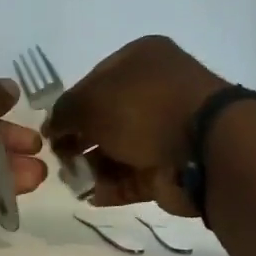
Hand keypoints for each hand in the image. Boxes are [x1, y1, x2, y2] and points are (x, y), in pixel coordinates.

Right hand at [44, 36, 227, 214]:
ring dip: (92, 167)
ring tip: (74, 180)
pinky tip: (92, 196)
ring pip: (118, 150)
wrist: (202, 148)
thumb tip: (54, 129)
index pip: (94, 81)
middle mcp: (155, 91)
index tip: (52, 131)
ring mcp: (165, 130)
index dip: (70, 106)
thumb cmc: (143, 108)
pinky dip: (112, 187)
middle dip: (80, 140)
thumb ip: (64, 112)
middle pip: (106, 118)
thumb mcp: (91, 100)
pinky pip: (133, 177)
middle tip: (62, 158)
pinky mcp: (169, 166)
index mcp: (141, 60)